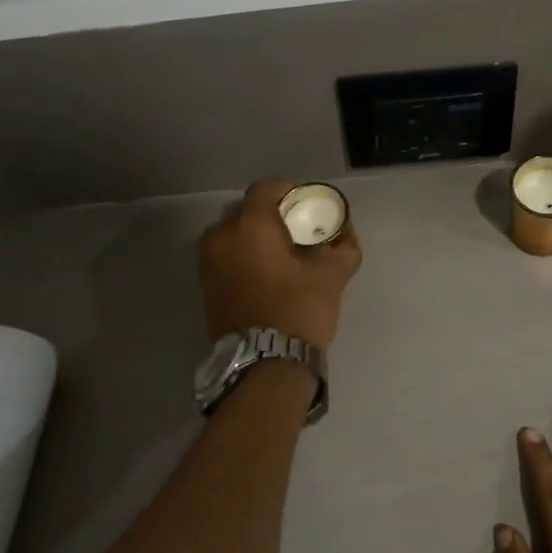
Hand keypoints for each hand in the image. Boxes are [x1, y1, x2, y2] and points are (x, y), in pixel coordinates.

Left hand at [200, 177, 361, 350]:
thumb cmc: (298, 310)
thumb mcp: (332, 276)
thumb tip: (347, 236)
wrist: (263, 364)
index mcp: (251, 223)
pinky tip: (266, 271)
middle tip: (297, 228)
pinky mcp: (204, 283)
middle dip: (272, 213)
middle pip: (247, 208)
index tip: (309, 205)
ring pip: (233, 232)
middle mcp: (221, 233)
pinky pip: (225, 254)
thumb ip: (343, 247)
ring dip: (255, 234)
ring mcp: (207, 259)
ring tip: (282, 252)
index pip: (268, 187)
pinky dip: (243, 253)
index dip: (290, 190)